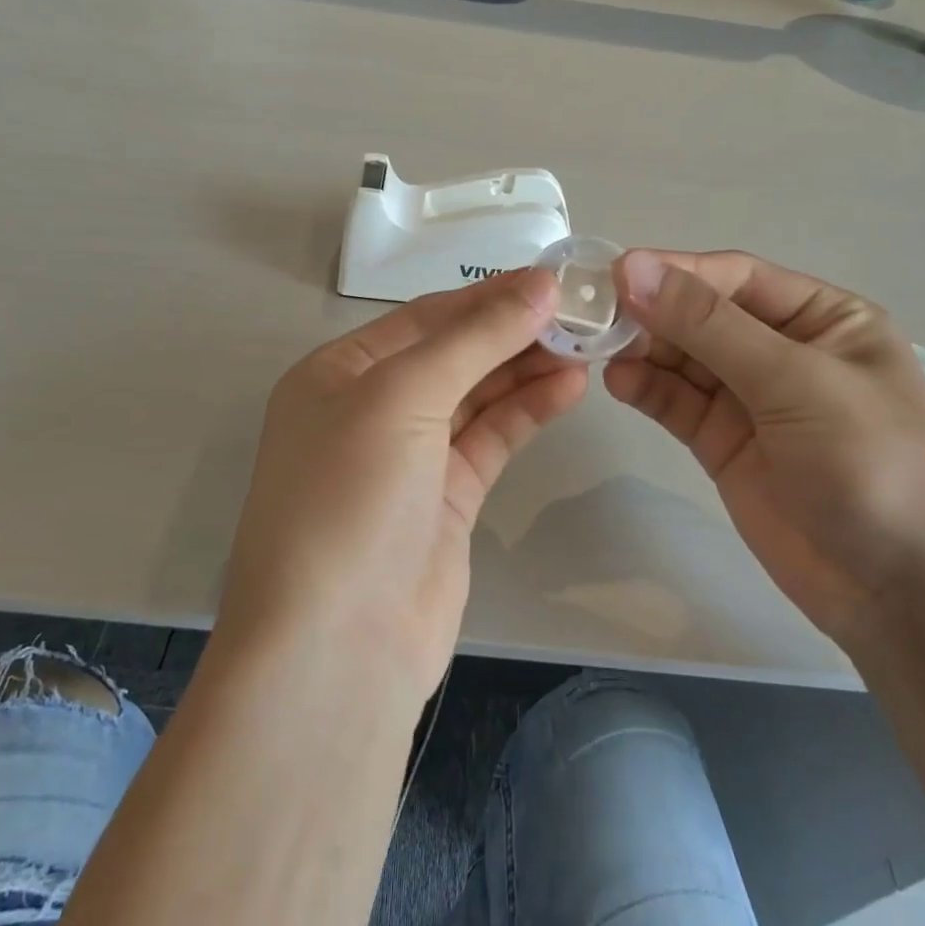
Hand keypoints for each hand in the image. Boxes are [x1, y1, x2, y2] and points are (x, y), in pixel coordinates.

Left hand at [219, 270, 587, 703]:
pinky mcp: (445, 500)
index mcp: (338, 374)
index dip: (487, 297)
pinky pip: (490, 440)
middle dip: (512, 332)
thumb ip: (474, 339)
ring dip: (526, 369)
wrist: (339, 647)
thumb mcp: (402, 397)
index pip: (423, 319)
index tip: (552, 279)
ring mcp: (409, 459)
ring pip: (476, 397)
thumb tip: (539, 284)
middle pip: (453, 355)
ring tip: (586, 344)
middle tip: (581, 312)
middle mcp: (369, 410)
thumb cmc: (351, 498)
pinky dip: (526, 412)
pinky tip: (569, 386)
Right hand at [604, 250, 924, 650]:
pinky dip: (647, 390)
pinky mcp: (723, 444)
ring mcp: (751, 401)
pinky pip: (678, 404)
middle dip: (653, 313)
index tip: (615, 275)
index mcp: (823, 319)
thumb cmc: (873, 465)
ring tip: (600, 351)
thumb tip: (634, 267)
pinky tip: (619, 383)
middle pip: (702, 317)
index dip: (676, 272)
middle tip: (595, 317)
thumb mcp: (796, 381)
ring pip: (683, 360)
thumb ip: (710, 326)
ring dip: (643, 351)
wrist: (903, 594)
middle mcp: (783, 351)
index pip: (735, 278)